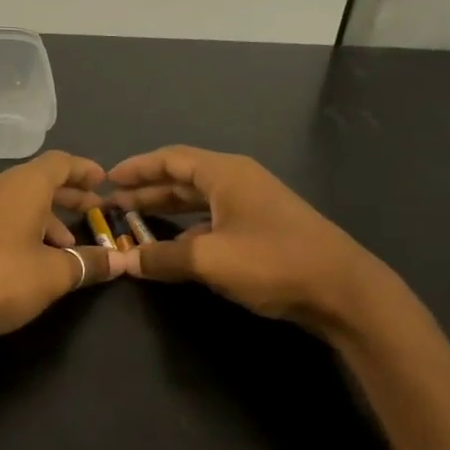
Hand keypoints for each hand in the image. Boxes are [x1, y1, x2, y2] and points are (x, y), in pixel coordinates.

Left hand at [0, 151, 123, 344]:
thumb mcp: (53, 275)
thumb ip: (88, 263)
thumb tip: (120, 260)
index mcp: (21, 185)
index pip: (60, 163)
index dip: (85, 170)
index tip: (104, 182)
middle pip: (37, 181)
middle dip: (68, 197)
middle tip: (92, 213)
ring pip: (15, 201)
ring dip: (43, 219)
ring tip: (63, 249)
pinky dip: (18, 228)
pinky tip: (25, 259)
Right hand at [107, 146, 391, 336]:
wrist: (342, 290)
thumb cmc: (273, 262)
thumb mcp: (210, 260)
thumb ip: (163, 257)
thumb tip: (126, 261)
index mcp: (225, 174)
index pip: (171, 159)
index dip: (137, 168)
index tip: (107, 180)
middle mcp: (237, 181)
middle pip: (182, 178)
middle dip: (146, 190)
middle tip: (112, 205)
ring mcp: (251, 205)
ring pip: (197, 201)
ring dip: (165, 211)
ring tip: (133, 223)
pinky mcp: (261, 229)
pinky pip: (212, 220)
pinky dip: (187, 229)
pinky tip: (172, 247)